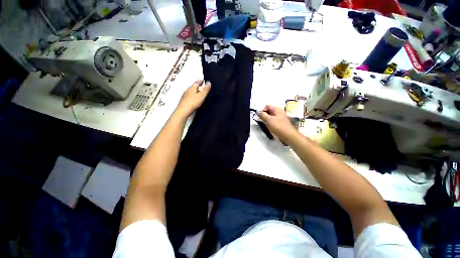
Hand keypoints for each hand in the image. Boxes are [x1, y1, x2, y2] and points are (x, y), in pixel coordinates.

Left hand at [176, 80, 210, 116]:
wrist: (183, 111)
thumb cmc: (193, 102)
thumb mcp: (202, 95)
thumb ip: (205, 89)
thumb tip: (209, 82)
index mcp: (192, 87)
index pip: (197, 82)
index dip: (201, 81)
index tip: (204, 81)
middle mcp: (187, 90)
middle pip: (193, 86)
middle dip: (198, 86)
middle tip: (203, 87)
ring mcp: (185, 95)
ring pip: (191, 91)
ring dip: (195, 91)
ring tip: (200, 93)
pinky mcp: (184, 101)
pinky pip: (189, 96)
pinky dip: (193, 96)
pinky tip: (195, 99)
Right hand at [258, 105, 297, 142]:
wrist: (288, 135)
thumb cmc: (278, 126)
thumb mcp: (268, 120)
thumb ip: (262, 115)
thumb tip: (258, 112)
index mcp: (276, 109)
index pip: (267, 106)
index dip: (263, 110)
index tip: (260, 117)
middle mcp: (279, 112)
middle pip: (269, 111)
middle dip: (264, 115)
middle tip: (262, 121)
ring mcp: (281, 118)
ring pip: (271, 116)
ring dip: (267, 120)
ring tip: (266, 125)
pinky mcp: (281, 123)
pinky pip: (274, 121)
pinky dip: (271, 123)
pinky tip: (270, 127)